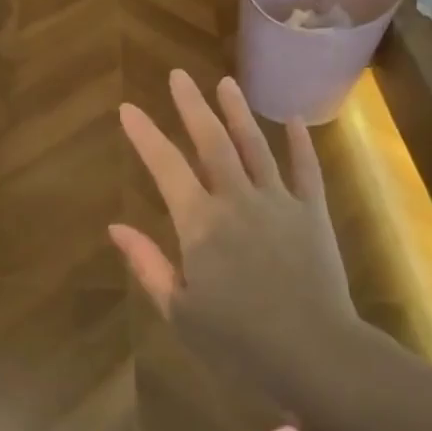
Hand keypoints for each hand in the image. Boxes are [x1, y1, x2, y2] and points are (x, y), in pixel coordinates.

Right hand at [110, 71, 358, 402]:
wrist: (315, 354)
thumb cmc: (239, 342)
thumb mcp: (180, 311)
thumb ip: (148, 264)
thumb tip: (115, 226)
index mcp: (200, 224)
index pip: (165, 167)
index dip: (145, 135)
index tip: (128, 108)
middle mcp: (237, 200)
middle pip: (211, 142)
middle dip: (191, 106)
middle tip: (178, 76)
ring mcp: (278, 201)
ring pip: (254, 145)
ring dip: (237, 112)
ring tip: (225, 82)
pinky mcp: (312, 212)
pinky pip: (305, 169)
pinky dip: (299, 143)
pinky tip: (291, 119)